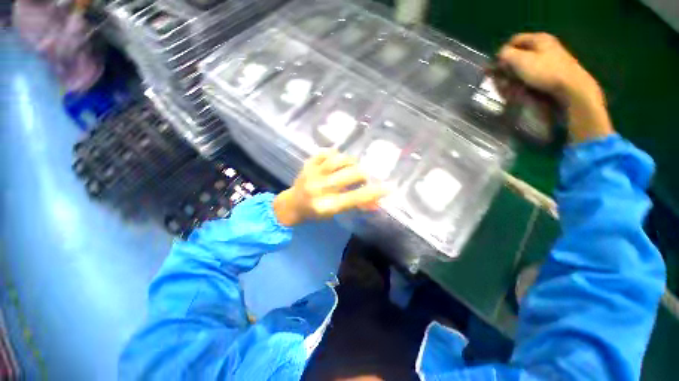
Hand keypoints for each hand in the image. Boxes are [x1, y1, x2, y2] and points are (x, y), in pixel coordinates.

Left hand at [273, 150, 386, 226]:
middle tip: (362, 177)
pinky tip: (336, 160)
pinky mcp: (307, 164)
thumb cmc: (315, 212)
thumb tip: (376, 203)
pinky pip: (326, 152)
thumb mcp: (335, 212)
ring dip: (351, 162)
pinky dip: (336, 154)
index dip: (374, 192)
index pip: (355, 197)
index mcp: (326, 205)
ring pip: (339, 160)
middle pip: (350, 174)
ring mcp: (312, 173)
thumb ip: (355, 205)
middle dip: (362, 175)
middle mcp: (319, 188)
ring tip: (351, 167)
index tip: (389, 187)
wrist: (292, 204)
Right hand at [497, 33, 613, 142]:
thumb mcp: (521, 60)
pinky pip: (532, 75)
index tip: (496, 67)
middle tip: (501, 80)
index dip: (502, 53)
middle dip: (508, 68)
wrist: (571, 87)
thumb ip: (506, 55)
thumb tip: (500, 55)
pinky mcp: (552, 73)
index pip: (514, 41)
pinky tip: (520, 91)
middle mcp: (544, 46)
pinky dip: (523, 82)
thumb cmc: (545, 71)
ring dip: (514, 78)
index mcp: (538, 39)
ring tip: (509, 89)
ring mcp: (549, 60)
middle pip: (519, 55)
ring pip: (524, 67)